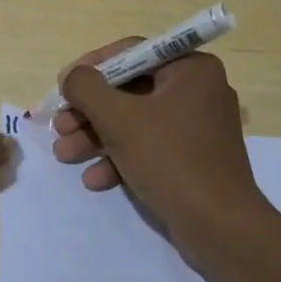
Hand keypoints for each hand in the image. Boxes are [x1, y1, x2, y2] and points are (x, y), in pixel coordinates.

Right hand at [51, 39, 271, 257]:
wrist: (220, 229)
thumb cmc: (171, 159)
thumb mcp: (119, 118)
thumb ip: (86, 88)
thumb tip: (71, 77)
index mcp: (191, 69)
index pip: (132, 52)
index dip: (91, 68)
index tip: (63, 86)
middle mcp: (197, 91)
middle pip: (129, 90)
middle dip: (89, 112)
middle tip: (60, 126)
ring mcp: (196, 128)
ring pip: (134, 122)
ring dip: (96, 137)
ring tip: (65, 155)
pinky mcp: (191, 160)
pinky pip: (148, 148)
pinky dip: (119, 159)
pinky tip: (94, 180)